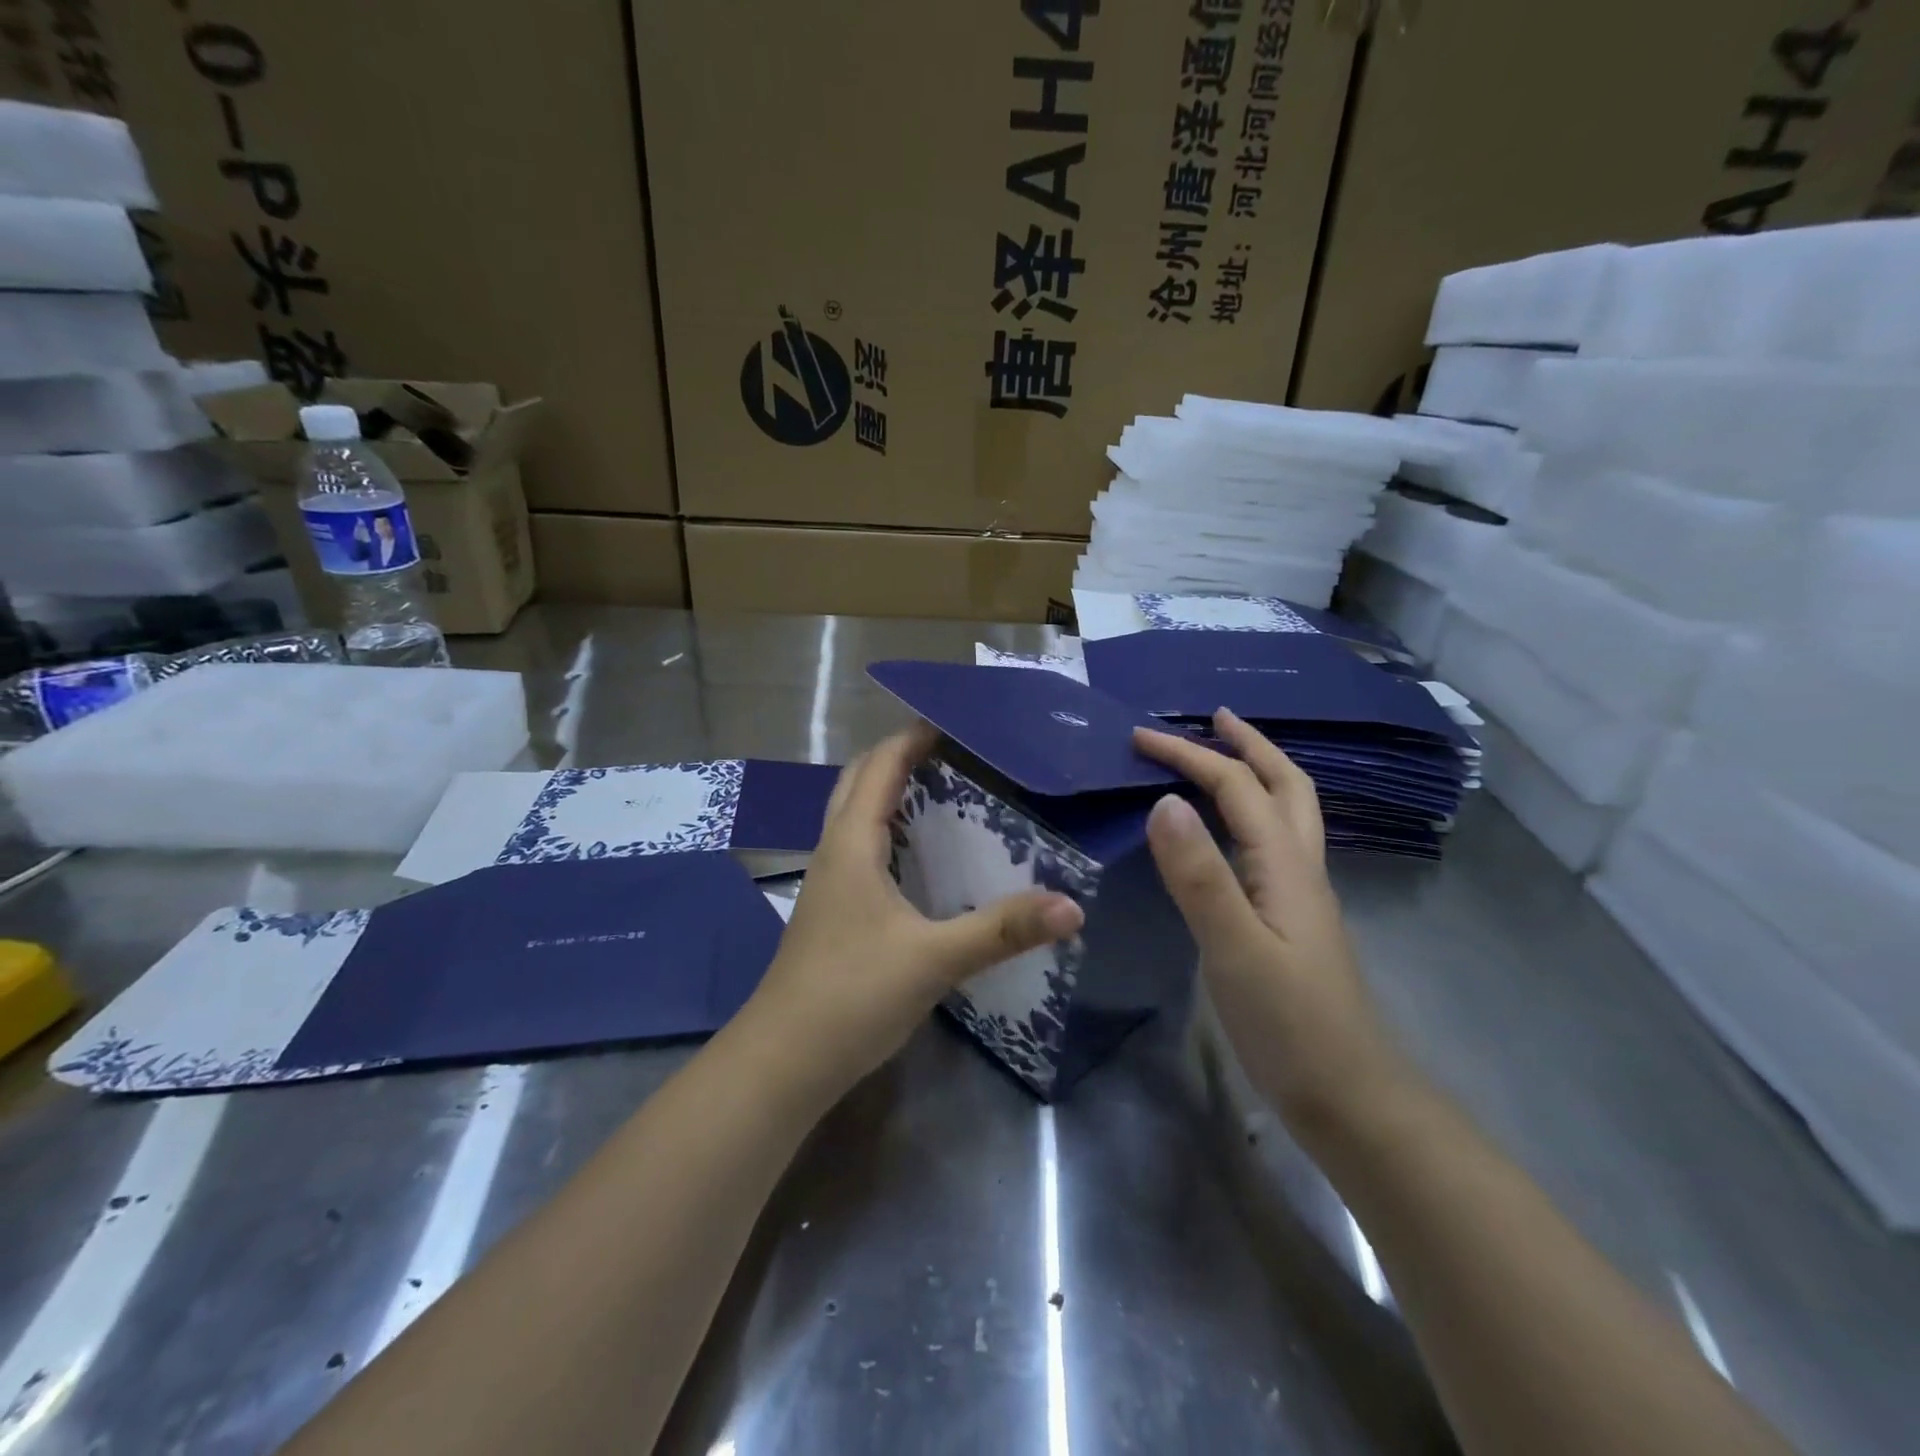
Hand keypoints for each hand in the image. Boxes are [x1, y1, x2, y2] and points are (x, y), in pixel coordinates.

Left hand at [741, 723, 1084, 1099]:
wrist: (783, 1062)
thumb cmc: (851, 995)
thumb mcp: (933, 959)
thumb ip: (1001, 930)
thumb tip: (1072, 906)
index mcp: (851, 844)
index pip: (880, 766)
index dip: (913, 737)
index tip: (957, 719)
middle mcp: (834, 852)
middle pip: (859, 782)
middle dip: (900, 757)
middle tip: (955, 753)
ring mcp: (828, 884)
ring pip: (856, 817)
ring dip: (891, 793)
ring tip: (946, 792)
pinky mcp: (832, 912)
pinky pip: (860, 850)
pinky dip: (889, 832)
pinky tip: (922, 859)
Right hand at [1133, 709, 1410, 1137]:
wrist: (1349, 1099)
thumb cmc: (1289, 1026)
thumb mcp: (1234, 949)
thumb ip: (1199, 876)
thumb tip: (1163, 801)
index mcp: (1285, 865)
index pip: (1236, 787)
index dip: (1189, 756)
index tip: (1140, 737)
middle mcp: (1300, 869)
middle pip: (1286, 786)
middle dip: (1249, 745)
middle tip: (1212, 718)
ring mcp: (1301, 897)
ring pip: (1288, 814)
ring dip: (1259, 774)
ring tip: (1225, 757)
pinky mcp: (1292, 922)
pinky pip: (1274, 845)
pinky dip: (1253, 814)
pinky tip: (1233, 835)